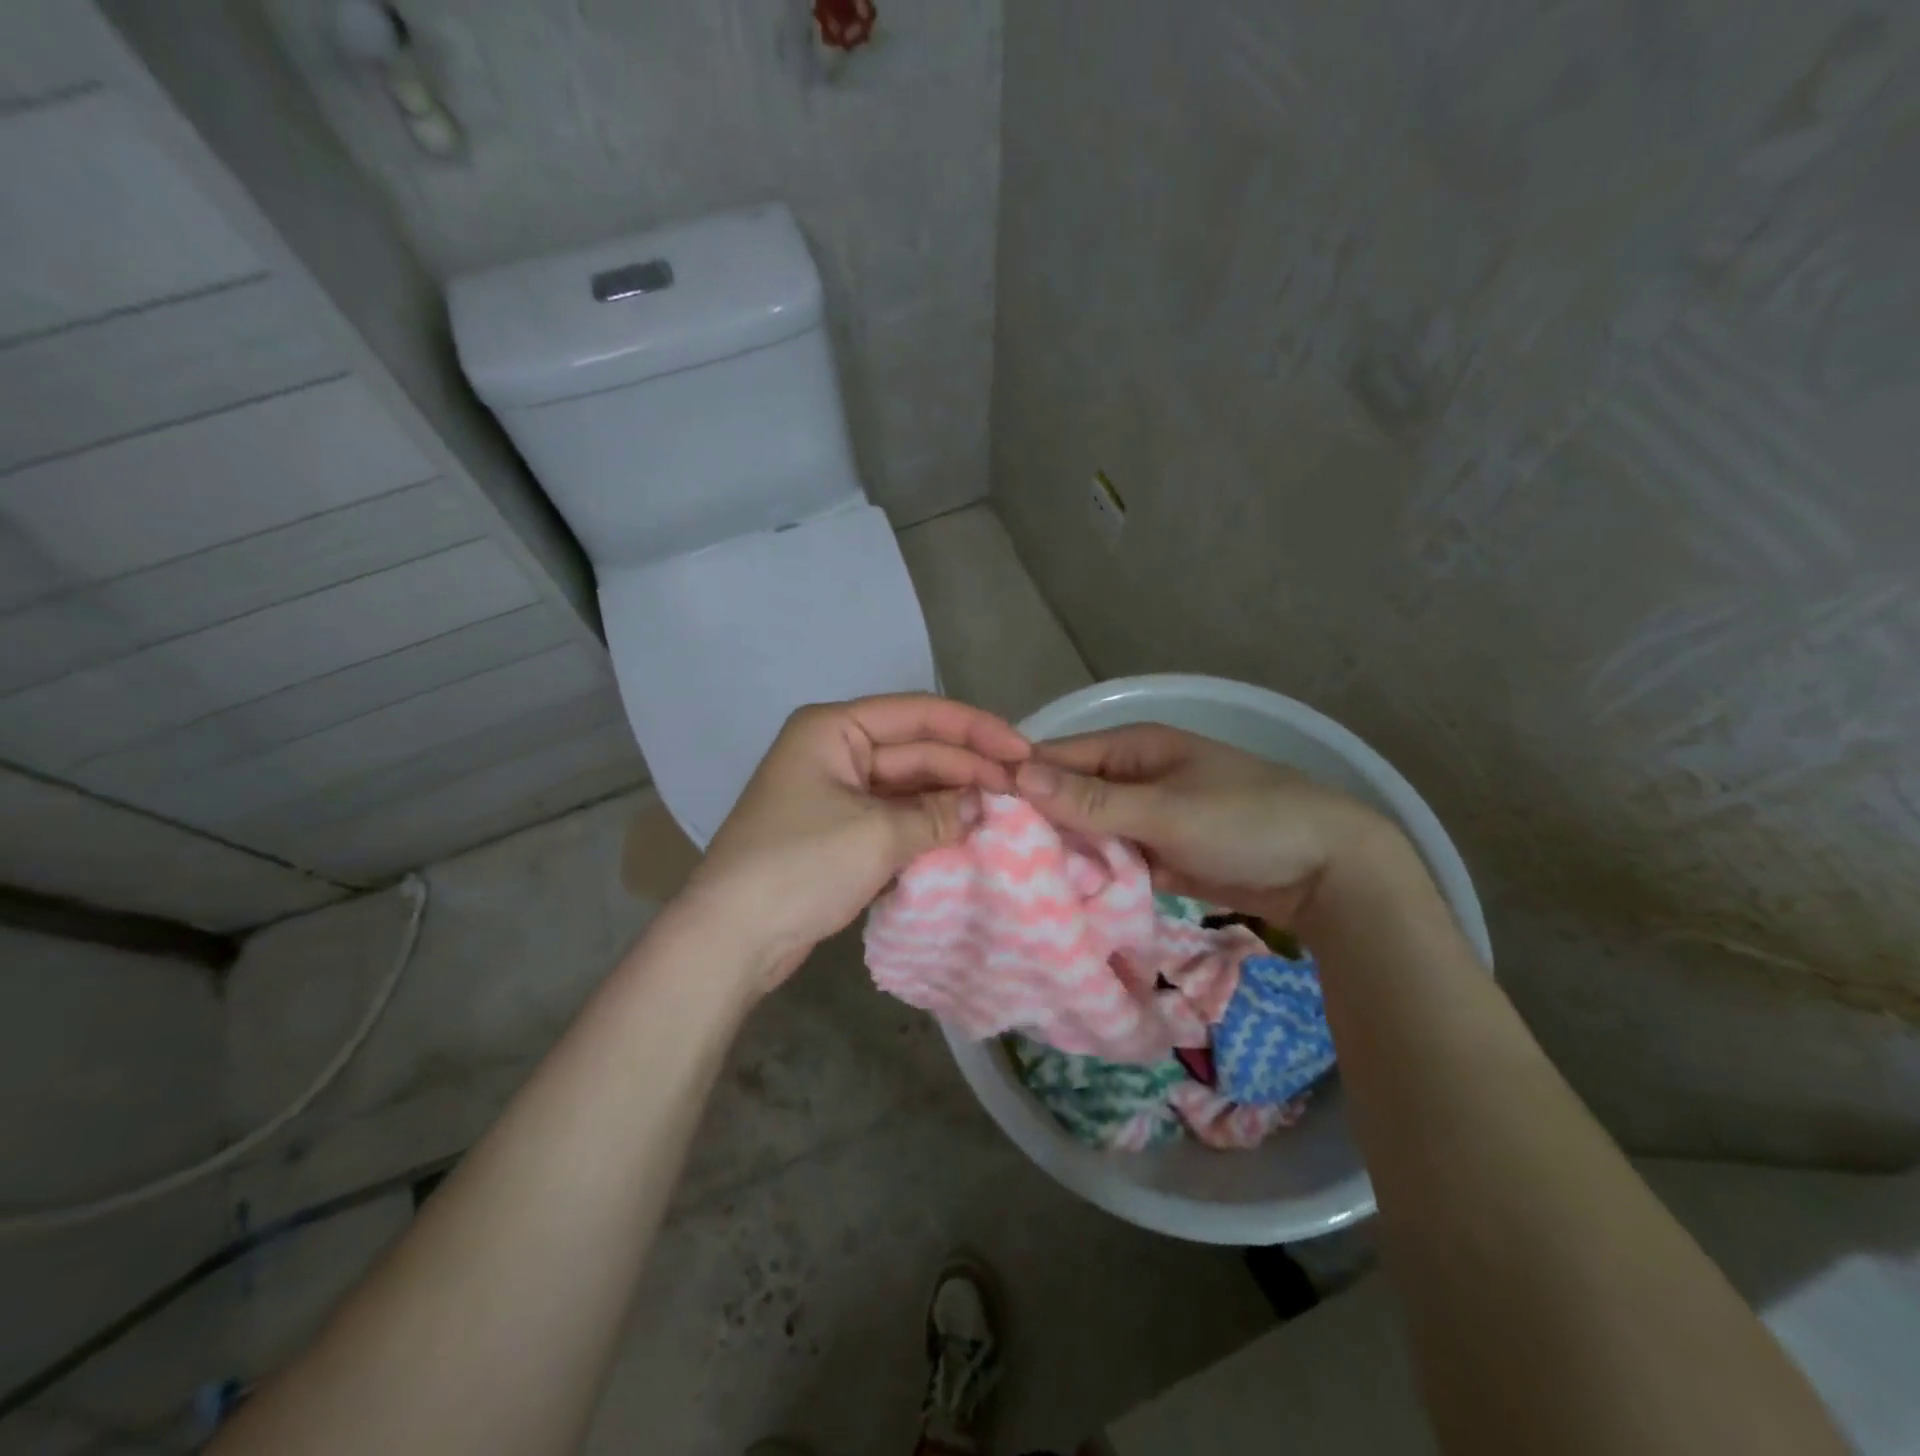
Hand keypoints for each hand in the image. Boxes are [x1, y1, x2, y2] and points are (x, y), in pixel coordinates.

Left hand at [684, 694, 1029, 990]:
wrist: (731, 939)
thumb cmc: (800, 867)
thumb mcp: (877, 835)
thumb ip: (939, 815)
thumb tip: (988, 806)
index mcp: (835, 728)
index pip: (919, 715)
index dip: (976, 730)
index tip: (1024, 752)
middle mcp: (837, 750)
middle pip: (918, 750)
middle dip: (969, 768)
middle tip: (1026, 790)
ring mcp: (839, 793)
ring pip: (910, 786)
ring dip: (953, 798)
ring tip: (1009, 812)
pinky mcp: (842, 832)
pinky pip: (897, 817)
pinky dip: (931, 825)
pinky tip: (970, 834)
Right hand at [1015, 723, 1400, 926]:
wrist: (1326, 870)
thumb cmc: (1245, 821)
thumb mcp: (1165, 809)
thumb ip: (1092, 800)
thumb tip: (1016, 777)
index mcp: (1132, 746)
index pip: (1056, 757)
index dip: (1017, 782)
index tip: (974, 816)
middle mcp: (1130, 775)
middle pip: (1066, 795)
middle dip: (1036, 823)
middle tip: (987, 858)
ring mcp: (1143, 816)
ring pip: (1085, 830)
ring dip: (1060, 852)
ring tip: (1012, 882)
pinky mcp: (1154, 852)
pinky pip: (1109, 858)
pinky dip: (1089, 873)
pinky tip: (1057, 896)